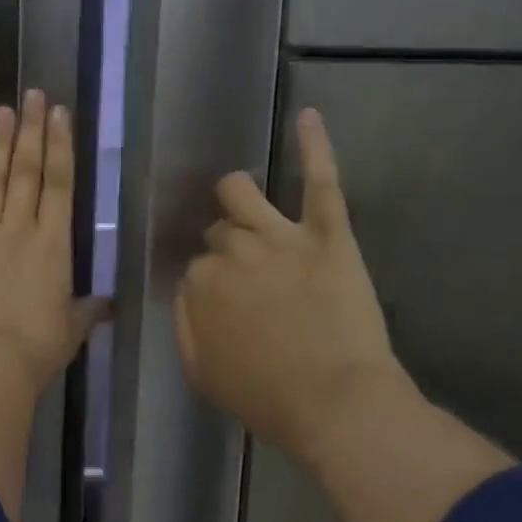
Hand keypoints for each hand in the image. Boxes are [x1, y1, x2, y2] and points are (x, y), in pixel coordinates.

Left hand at [0, 89, 105, 396]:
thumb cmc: (36, 348)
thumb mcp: (71, 329)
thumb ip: (87, 310)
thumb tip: (107, 304)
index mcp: (52, 244)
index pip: (59, 183)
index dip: (60, 146)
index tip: (60, 113)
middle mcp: (18, 228)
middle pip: (26, 170)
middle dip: (31, 130)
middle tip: (33, 95)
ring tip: (2, 110)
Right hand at [175, 108, 408, 462]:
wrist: (337, 405)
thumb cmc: (267, 398)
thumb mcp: (201, 371)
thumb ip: (184, 323)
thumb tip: (186, 291)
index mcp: (201, 283)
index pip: (196, 265)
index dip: (212, 282)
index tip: (227, 302)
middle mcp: (233, 250)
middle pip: (219, 230)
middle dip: (227, 246)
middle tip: (248, 274)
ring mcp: (280, 236)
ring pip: (243, 192)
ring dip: (238, 195)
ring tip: (243, 200)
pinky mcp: (328, 233)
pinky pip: (320, 180)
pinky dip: (314, 146)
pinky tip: (308, 115)